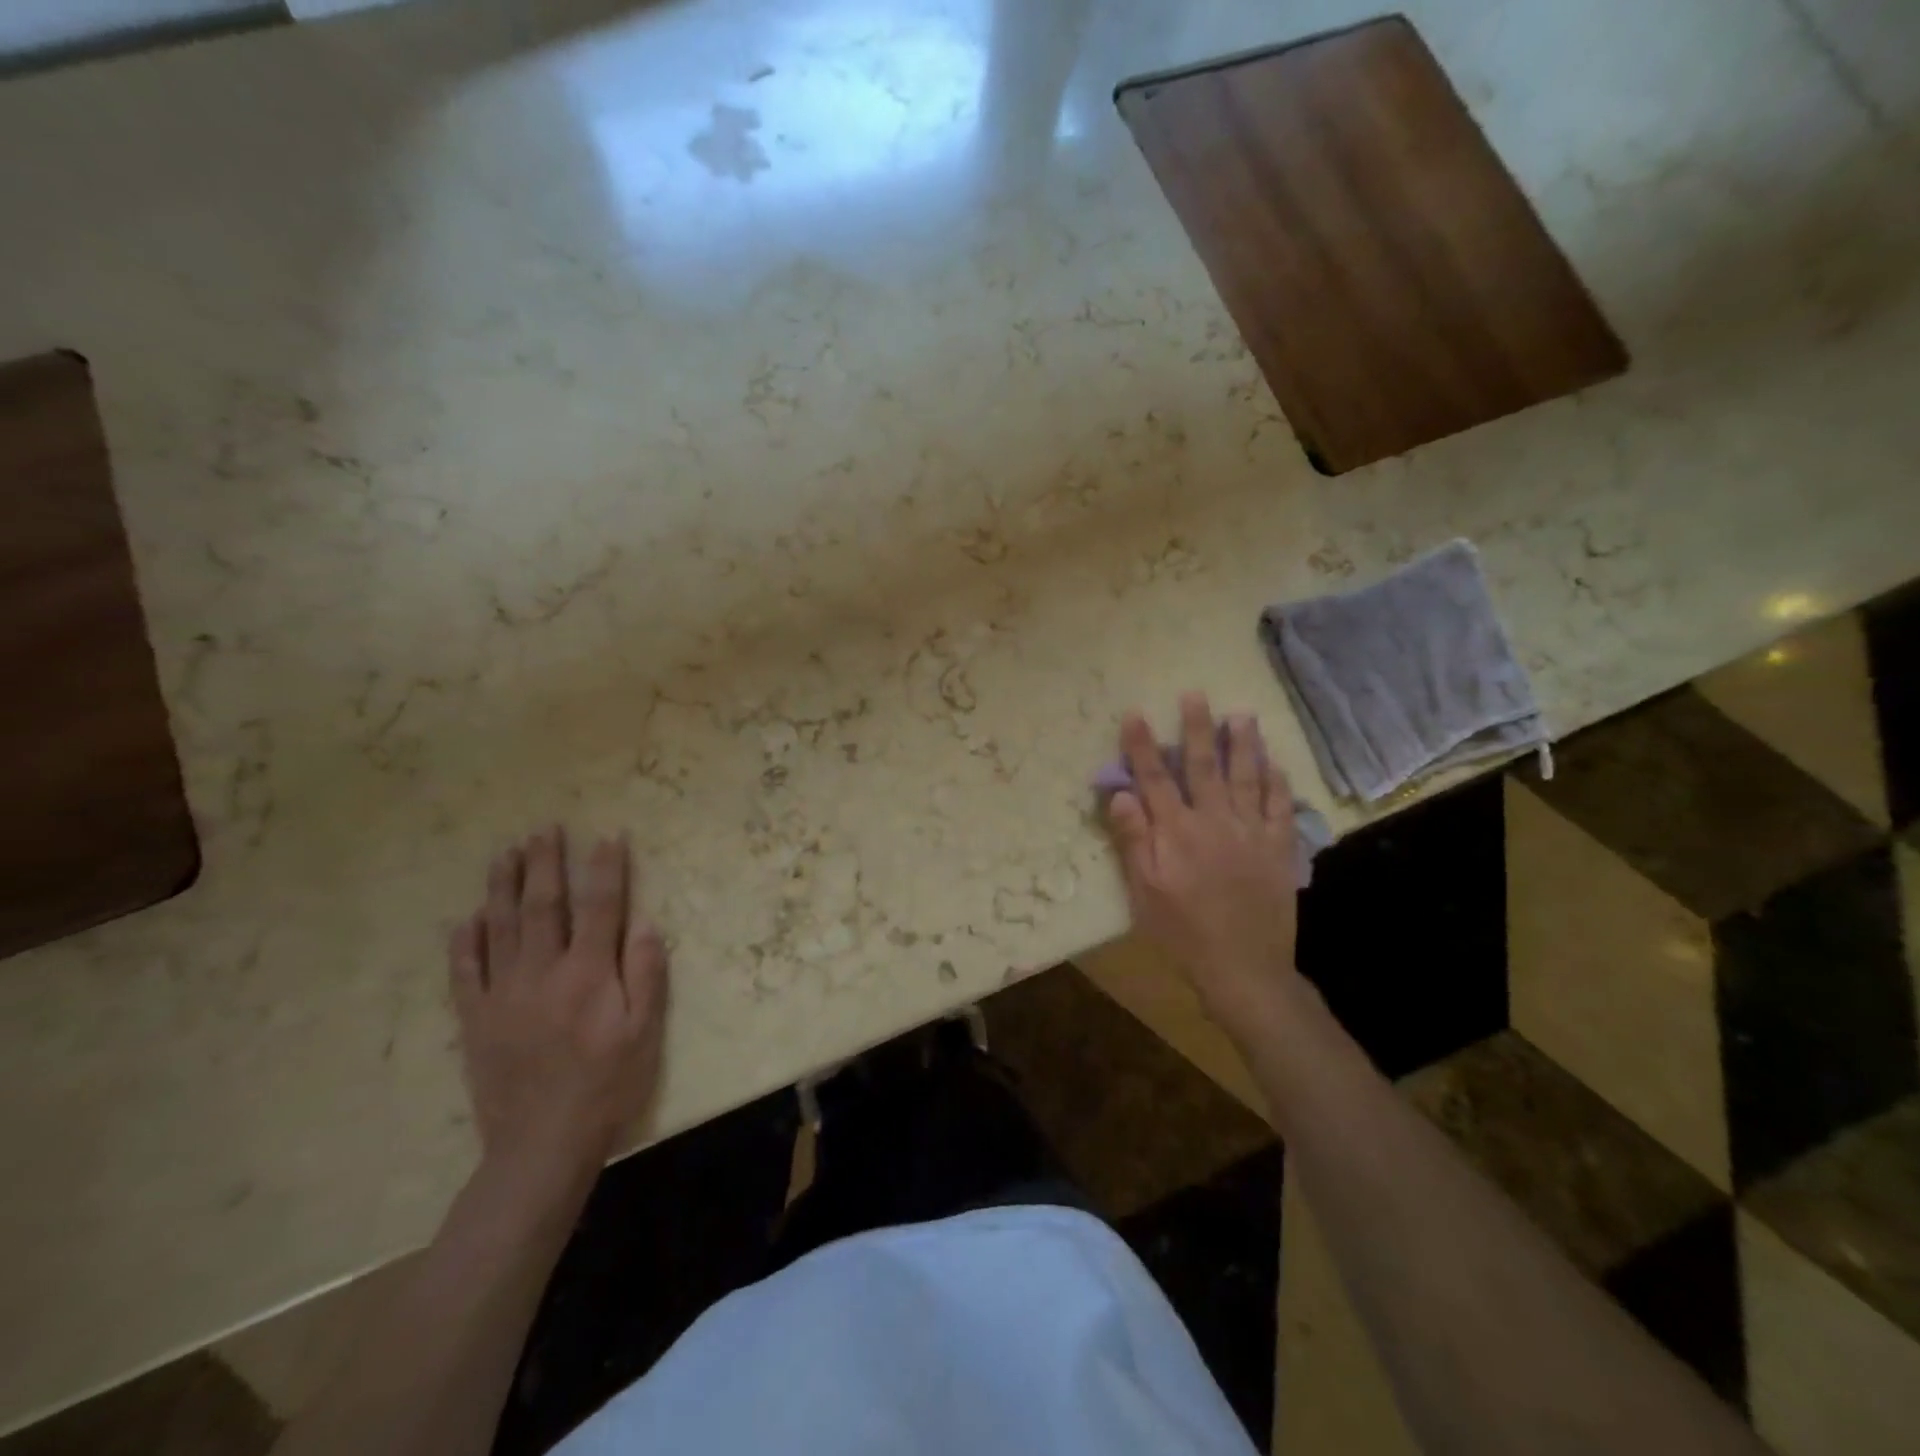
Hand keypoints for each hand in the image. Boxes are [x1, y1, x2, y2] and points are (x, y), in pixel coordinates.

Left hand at [448, 826, 668, 1178]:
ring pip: (501, 928)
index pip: (600, 906)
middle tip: (544, 829)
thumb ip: (646, 973)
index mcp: (588, 973)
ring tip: (505, 854)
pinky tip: (468, 918)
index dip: (606, 869)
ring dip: (503, 887)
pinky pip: (465, 972)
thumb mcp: (646, 1032)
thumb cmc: (607, 1084)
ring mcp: (503, 994)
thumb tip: (643, 923)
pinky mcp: (476, 1019)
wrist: (542, 1144)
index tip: (609, 836)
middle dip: (546, 864)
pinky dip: (466, 942)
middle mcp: (542, 972)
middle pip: (544, 905)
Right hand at [1104, 693, 1303, 1038]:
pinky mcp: (1278, 849)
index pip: (1154, 779)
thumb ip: (1134, 841)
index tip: (1136, 713)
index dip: (1142, 745)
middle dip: (1197, 728)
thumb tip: (1121, 794)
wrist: (1244, 968)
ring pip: (1246, 777)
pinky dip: (1277, 782)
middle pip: (1203, 766)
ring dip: (1243, 743)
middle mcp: (1214, 822)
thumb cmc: (1183, 933)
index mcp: (1176, 832)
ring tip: (1242, 714)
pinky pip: (1279, 806)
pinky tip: (1274, 763)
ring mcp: (1251, 833)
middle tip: (1195, 695)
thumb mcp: (1144, 893)